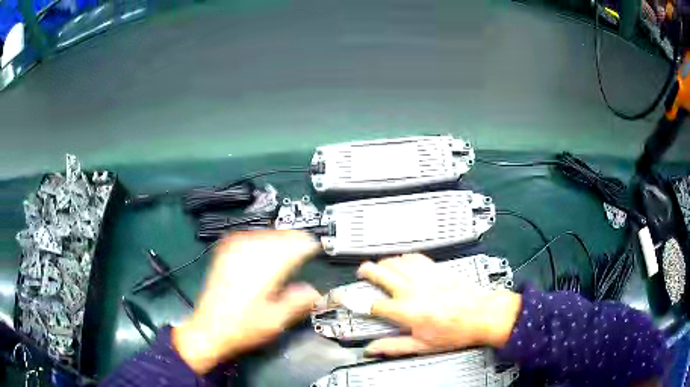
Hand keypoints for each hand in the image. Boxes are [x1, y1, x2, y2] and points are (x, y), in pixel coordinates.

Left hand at [172, 231, 320, 373]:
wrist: (209, 328)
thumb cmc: (243, 327)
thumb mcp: (276, 321)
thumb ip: (298, 302)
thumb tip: (314, 290)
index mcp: (265, 268)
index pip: (294, 243)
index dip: (308, 245)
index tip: (315, 251)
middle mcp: (249, 253)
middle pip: (280, 235)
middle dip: (294, 242)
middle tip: (302, 253)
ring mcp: (233, 250)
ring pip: (264, 233)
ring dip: (278, 240)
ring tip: (285, 252)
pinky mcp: (224, 252)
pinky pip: (248, 236)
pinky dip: (260, 240)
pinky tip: (263, 250)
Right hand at [357, 254, 521, 356]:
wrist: (483, 314)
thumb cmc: (457, 331)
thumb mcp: (423, 346)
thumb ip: (393, 347)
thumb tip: (373, 350)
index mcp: (407, 311)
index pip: (373, 305)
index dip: (357, 304)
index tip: (350, 302)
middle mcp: (413, 290)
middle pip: (380, 273)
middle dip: (365, 271)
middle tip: (361, 273)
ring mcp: (425, 277)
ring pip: (396, 261)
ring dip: (384, 263)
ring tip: (379, 267)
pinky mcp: (437, 269)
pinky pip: (415, 257)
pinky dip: (404, 258)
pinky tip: (403, 262)